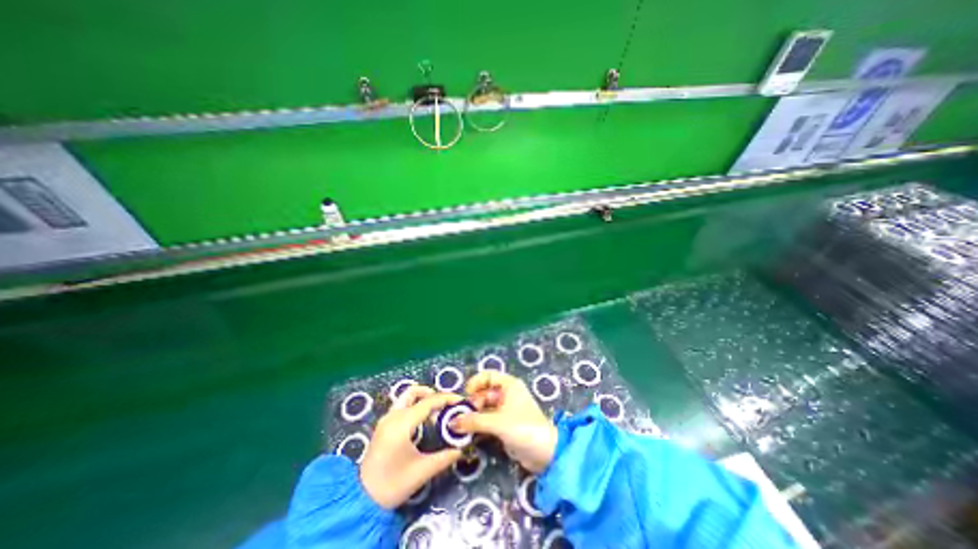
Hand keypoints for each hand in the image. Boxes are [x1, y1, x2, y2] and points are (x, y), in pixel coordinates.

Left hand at [360, 388, 462, 506]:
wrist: (361, 501)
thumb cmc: (392, 485)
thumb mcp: (422, 471)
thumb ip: (444, 457)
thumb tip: (461, 449)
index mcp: (402, 423)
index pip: (428, 401)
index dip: (446, 398)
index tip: (460, 401)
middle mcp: (393, 416)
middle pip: (415, 392)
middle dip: (433, 394)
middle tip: (446, 405)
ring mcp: (386, 419)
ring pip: (407, 396)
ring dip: (423, 398)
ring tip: (437, 412)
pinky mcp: (383, 425)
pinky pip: (402, 405)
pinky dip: (415, 405)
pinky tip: (424, 419)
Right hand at [451, 371, 557, 474]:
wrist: (545, 453)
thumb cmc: (523, 428)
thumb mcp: (497, 422)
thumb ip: (474, 421)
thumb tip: (452, 421)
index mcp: (509, 385)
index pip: (488, 376)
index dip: (475, 383)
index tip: (464, 396)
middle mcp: (507, 394)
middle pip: (484, 392)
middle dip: (472, 403)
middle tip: (460, 416)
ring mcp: (506, 410)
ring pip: (485, 407)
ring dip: (474, 416)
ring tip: (460, 426)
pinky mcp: (505, 424)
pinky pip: (488, 420)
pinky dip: (479, 424)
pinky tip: (469, 433)